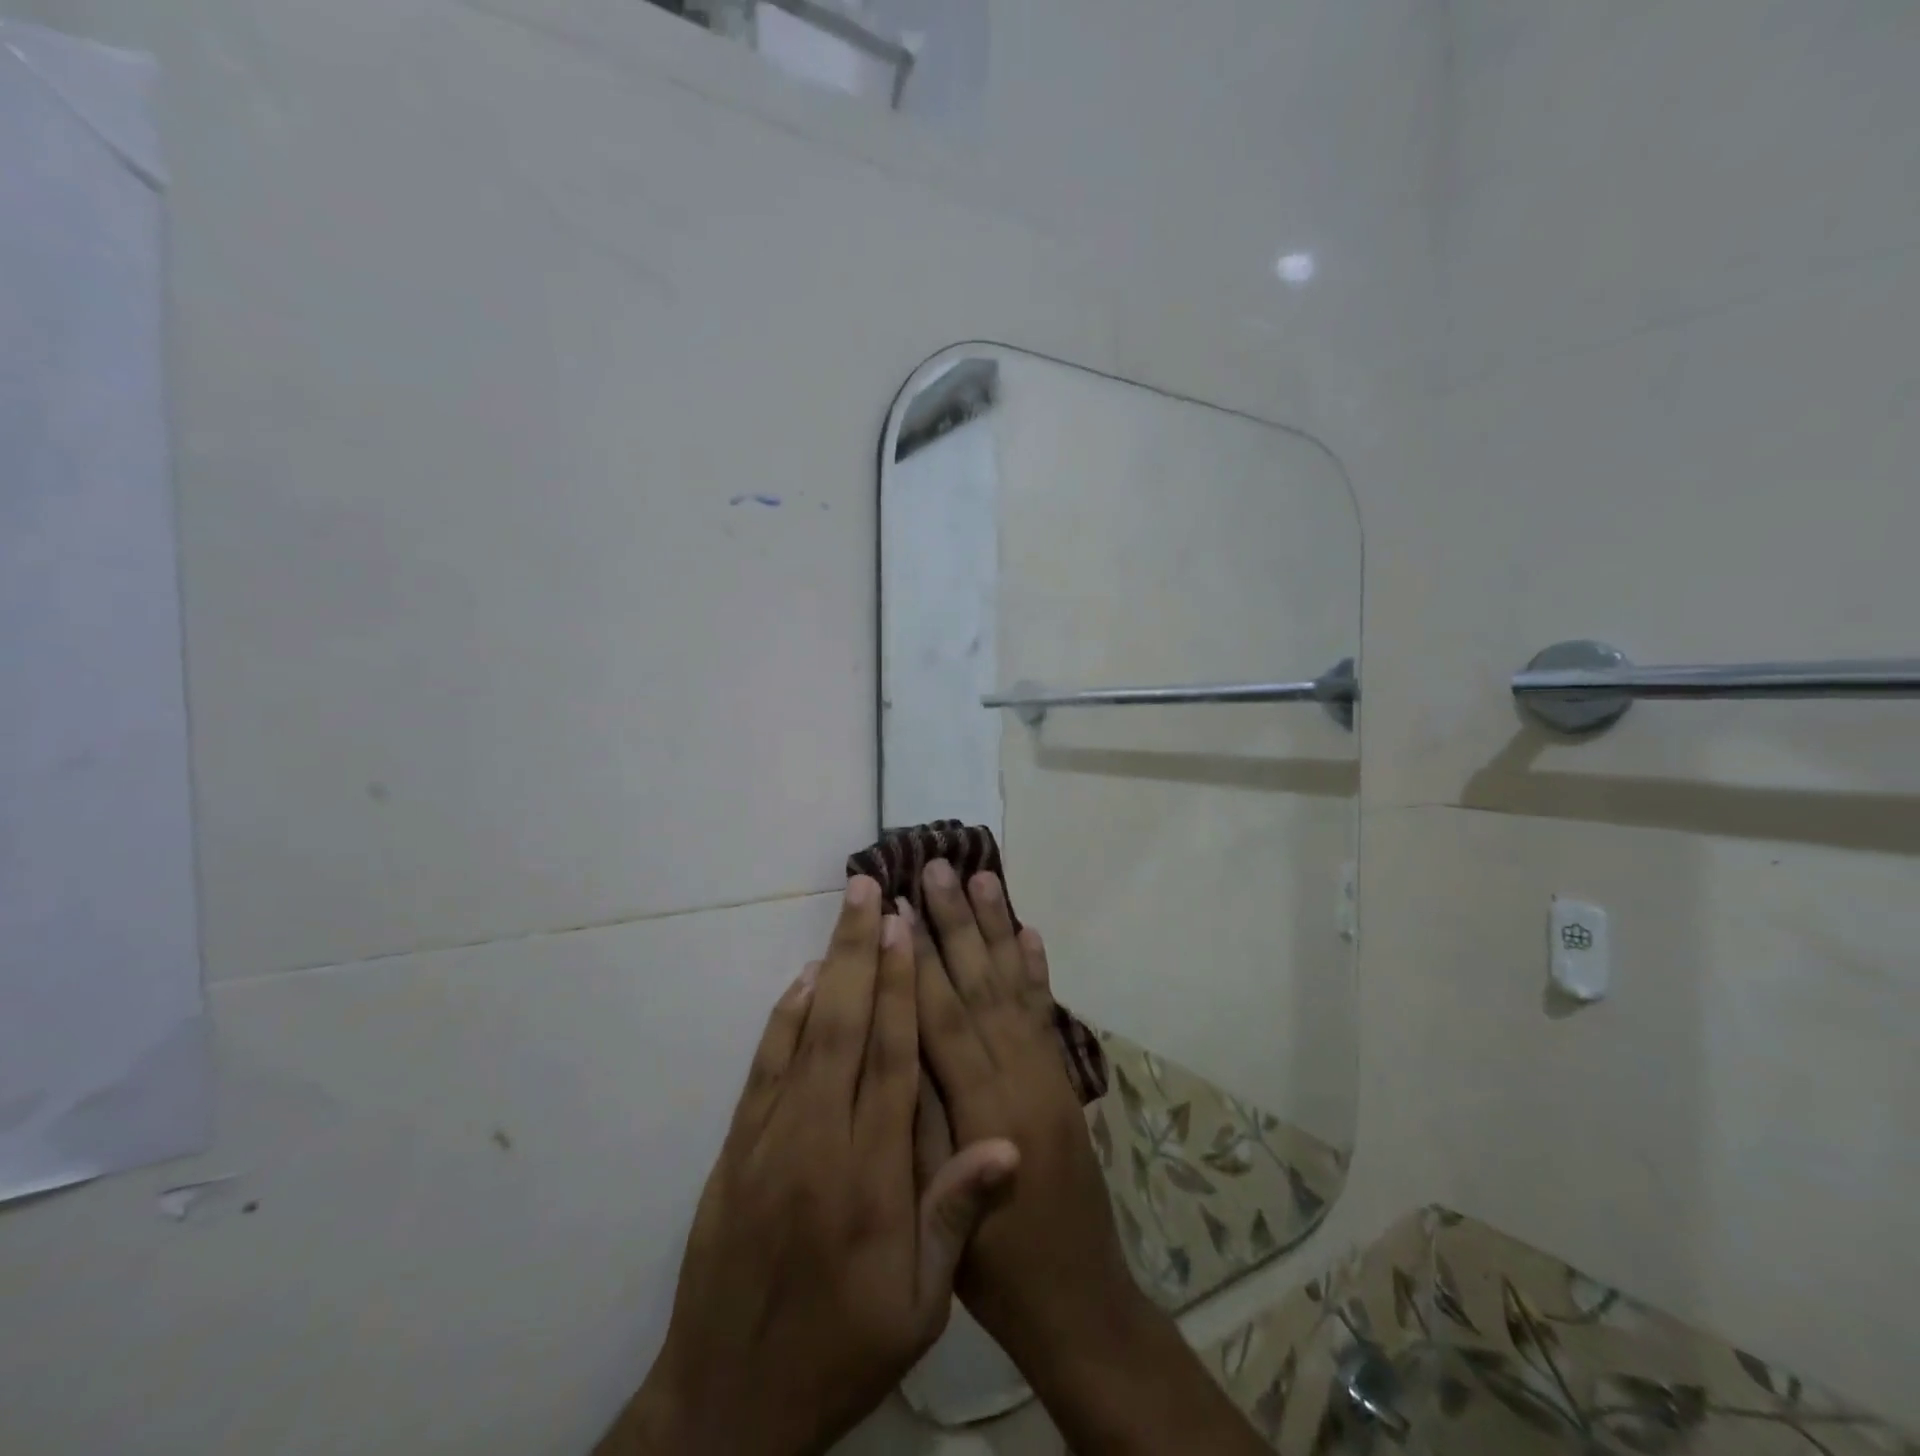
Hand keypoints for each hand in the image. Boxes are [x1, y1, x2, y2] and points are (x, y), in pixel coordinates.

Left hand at [600, 877, 1019, 1455]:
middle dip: (862, 951)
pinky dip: (784, 1017)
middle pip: (847, 1026)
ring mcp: (771, 1139)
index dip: (901, 988)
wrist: (727, 1408)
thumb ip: (956, 1217)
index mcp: (871, 1177)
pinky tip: (801, 982)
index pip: (892, 1060)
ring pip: (805, 1033)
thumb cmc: (841, 1352)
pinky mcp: (738, 1148)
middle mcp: (819, 1141)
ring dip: (828, 967)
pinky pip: (764, 1067)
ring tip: (845, 913)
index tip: (906, 930)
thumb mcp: (918, 1310)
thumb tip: (1008, 1142)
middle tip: (871, 889)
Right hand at [909, 861, 1141, 1368]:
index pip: (942, 1019)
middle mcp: (1020, 1078)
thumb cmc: (995, 1271)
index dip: (916, 961)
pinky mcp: (1063, 1080)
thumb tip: (892, 1048)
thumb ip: (918, 1126)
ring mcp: (1048, 1074)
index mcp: (983, 1112)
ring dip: (996, 928)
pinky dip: (1037, 969)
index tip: (897, 907)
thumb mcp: (938, 1213)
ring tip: (982, 877)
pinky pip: (1047, 1014)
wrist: (1079, 1302)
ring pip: (1014, 986)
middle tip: (937, 867)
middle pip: (980, 985)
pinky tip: (1030, 932)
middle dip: (955, 922)